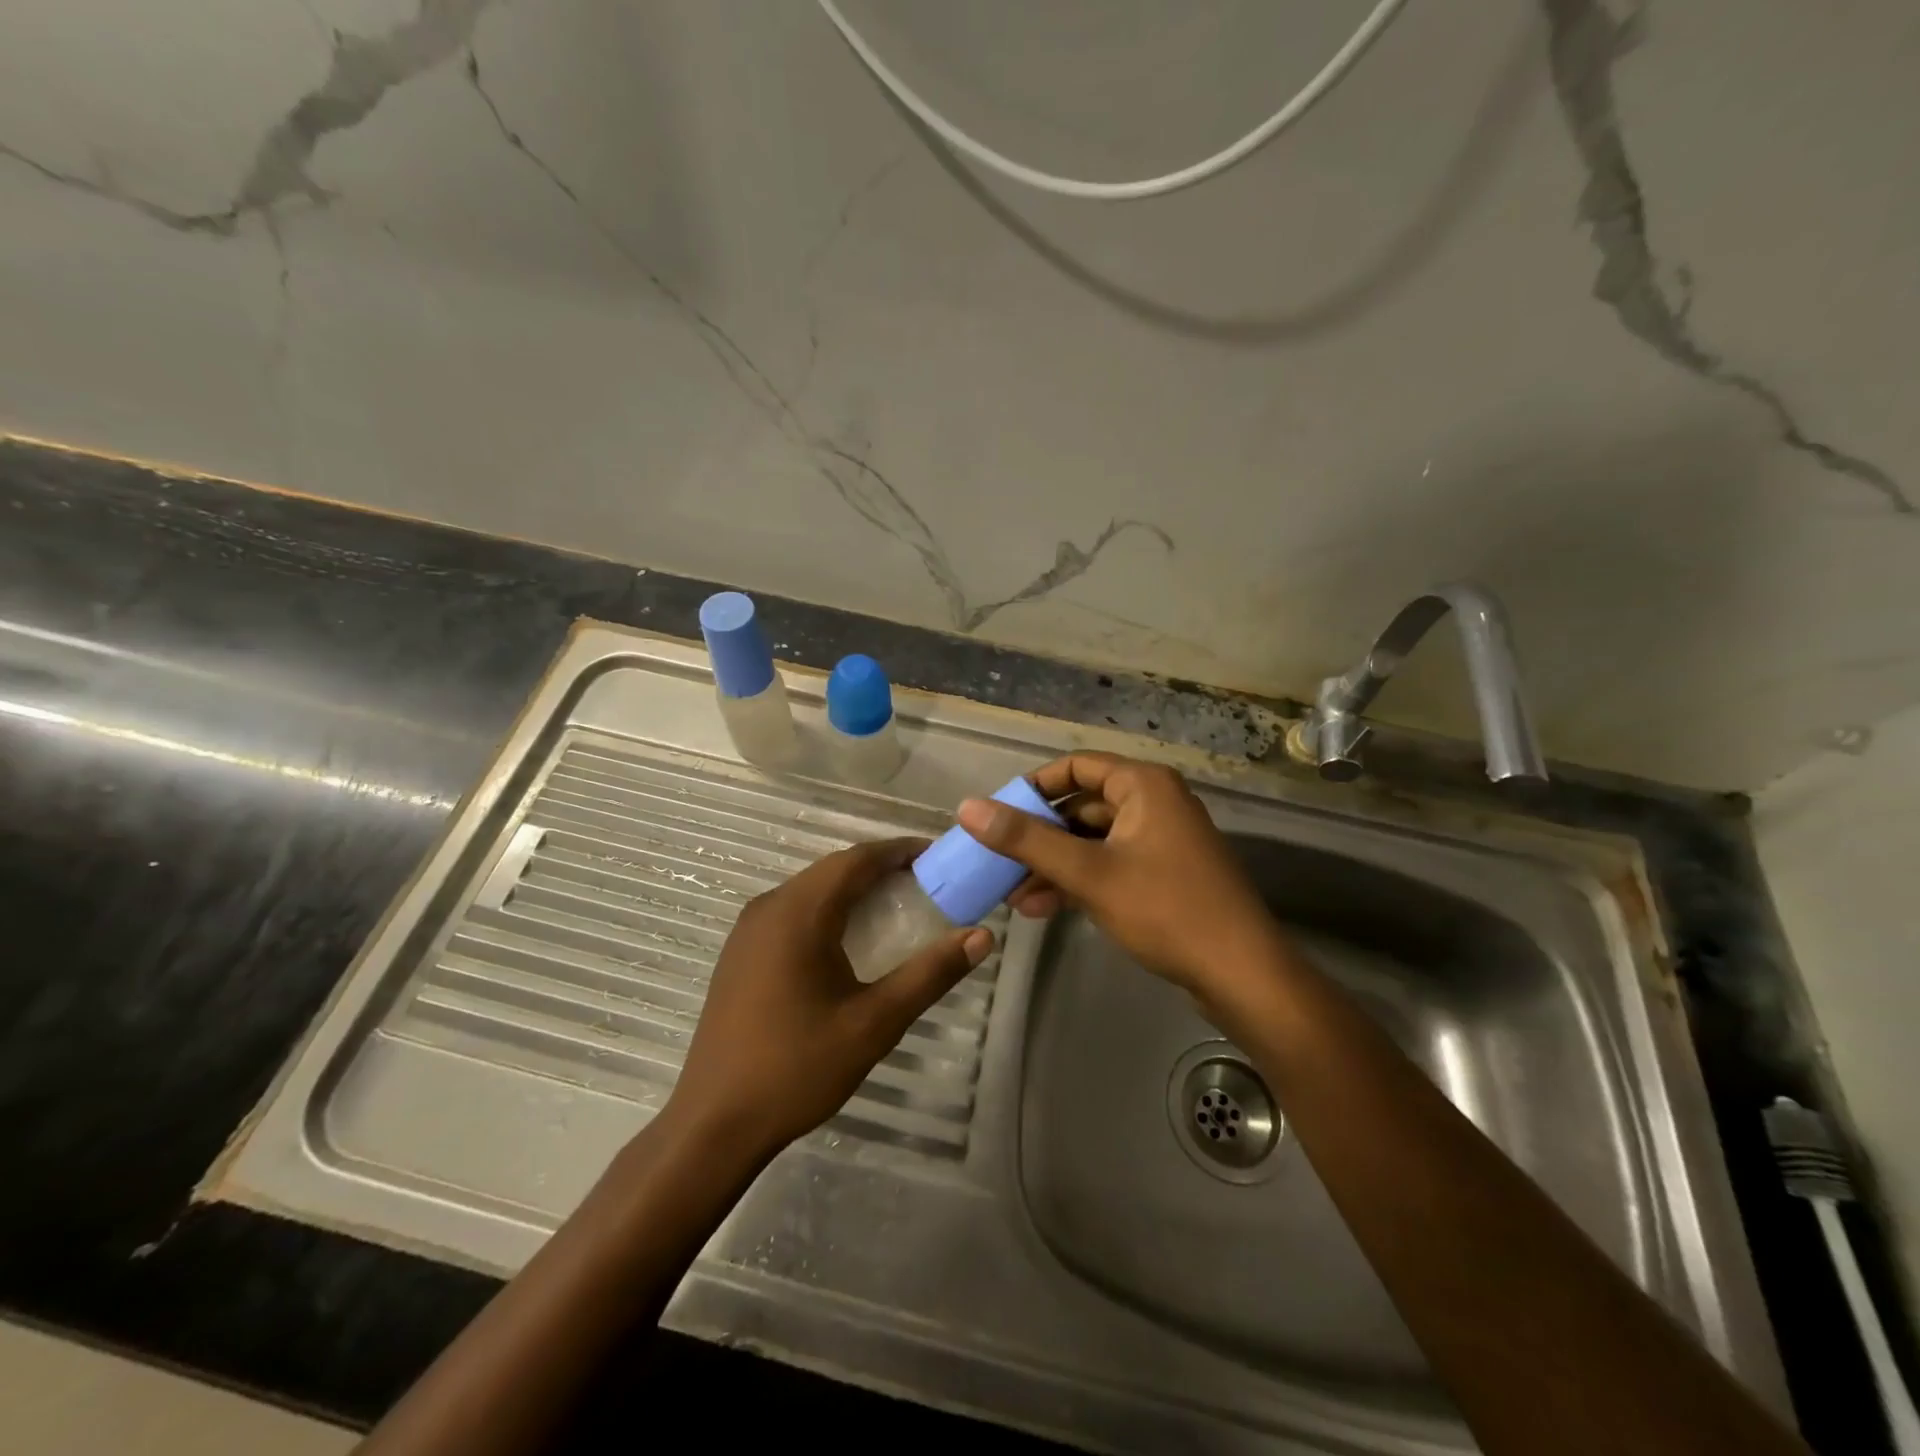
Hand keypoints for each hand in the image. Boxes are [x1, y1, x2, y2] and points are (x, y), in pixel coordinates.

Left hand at [664, 838, 991, 1162]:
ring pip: (811, 889)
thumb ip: (930, 974)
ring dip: (853, 888)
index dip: (899, 851)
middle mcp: (769, 907)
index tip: (938, 856)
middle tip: (927, 883)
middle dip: (880, 868)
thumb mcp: (875, 1022)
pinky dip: (828, 909)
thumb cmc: (798, 1068)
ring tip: (897, 905)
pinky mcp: (741, 953)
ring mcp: (748, 929)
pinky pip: (792, 911)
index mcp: (799, 913)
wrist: (714, 1123)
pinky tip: (849, 938)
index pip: (857, 859)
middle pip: (833, 869)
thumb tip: (981, 936)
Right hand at [958, 753, 1285, 1013]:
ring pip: (1092, 841)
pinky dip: (1078, 881)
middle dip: (1038, 836)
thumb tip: (968, 807)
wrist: (1241, 974)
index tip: (998, 814)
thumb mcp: (1088, 872)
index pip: (1076, 767)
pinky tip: (1042, 908)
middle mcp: (1154, 803)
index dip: (1033, 787)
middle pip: (1081, 806)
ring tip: (1012, 895)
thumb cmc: (1165, 909)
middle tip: (998, 862)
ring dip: (1052, 864)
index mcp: (1144, 786)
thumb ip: (1026, 840)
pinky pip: (1110, 865)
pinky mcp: (1164, 875)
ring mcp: (1161, 840)